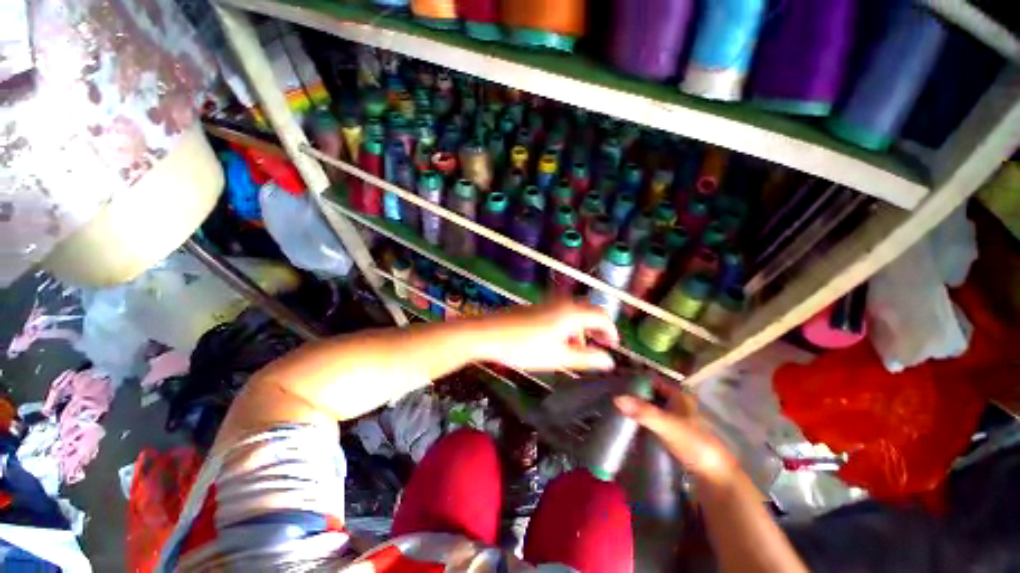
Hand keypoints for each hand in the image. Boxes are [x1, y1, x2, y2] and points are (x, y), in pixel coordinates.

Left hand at [473, 301, 618, 371]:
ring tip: (575, 350)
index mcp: (571, 312)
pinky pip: (559, 313)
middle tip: (597, 348)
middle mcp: (562, 303)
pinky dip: (566, 327)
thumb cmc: (524, 348)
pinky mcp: (536, 307)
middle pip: (588, 312)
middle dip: (595, 330)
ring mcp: (548, 303)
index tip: (613, 347)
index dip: (611, 331)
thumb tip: (609, 361)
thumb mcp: (558, 358)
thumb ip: (586, 359)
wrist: (488, 333)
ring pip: (573, 314)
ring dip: (579, 330)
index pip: (602, 316)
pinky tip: (556, 342)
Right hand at [615, 381, 737, 486]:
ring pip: (651, 407)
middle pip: (650, 393)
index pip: (652, 381)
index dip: (635, 379)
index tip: (615, 382)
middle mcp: (677, 404)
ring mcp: (676, 419)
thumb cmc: (694, 445)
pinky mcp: (673, 434)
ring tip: (615, 408)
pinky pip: (653, 421)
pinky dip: (642, 420)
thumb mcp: (666, 425)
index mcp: (678, 395)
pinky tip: (630, 424)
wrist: (714, 477)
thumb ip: (644, 412)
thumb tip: (616, 398)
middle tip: (611, 396)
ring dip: (637, 408)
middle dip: (633, 394)